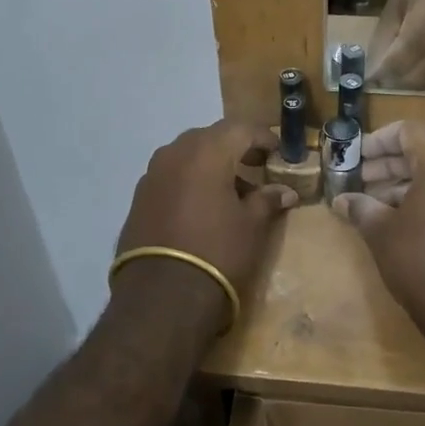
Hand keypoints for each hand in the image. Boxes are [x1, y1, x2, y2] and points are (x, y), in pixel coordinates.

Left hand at [114, 121, 298, 318]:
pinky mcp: (139, 197)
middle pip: (211, 137)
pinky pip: (170, 175)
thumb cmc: (217, 252)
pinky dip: (189, 181)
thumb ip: (267, 200)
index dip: (264, 138)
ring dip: (210, 165)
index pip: (241, 129)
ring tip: (231, 190)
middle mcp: (175, 153)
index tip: (279, 153)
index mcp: (207, 151)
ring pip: (187, 155)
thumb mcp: (251, 226)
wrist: (162, 296)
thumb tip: (286, 192)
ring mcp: (152, 174)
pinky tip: (202, 206)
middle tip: (256, 166)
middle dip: (235, 148)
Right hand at [330, 121, 424, 330]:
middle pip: (424, 150)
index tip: (355, 157)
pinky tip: (398, 220)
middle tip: (358, 179)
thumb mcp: (382, 234)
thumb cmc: (422, 265)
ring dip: (404, 182)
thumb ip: (361, 208)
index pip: (408, 131)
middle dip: (387, 163)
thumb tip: (342, 200)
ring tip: (371, 203)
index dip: (377, 140)